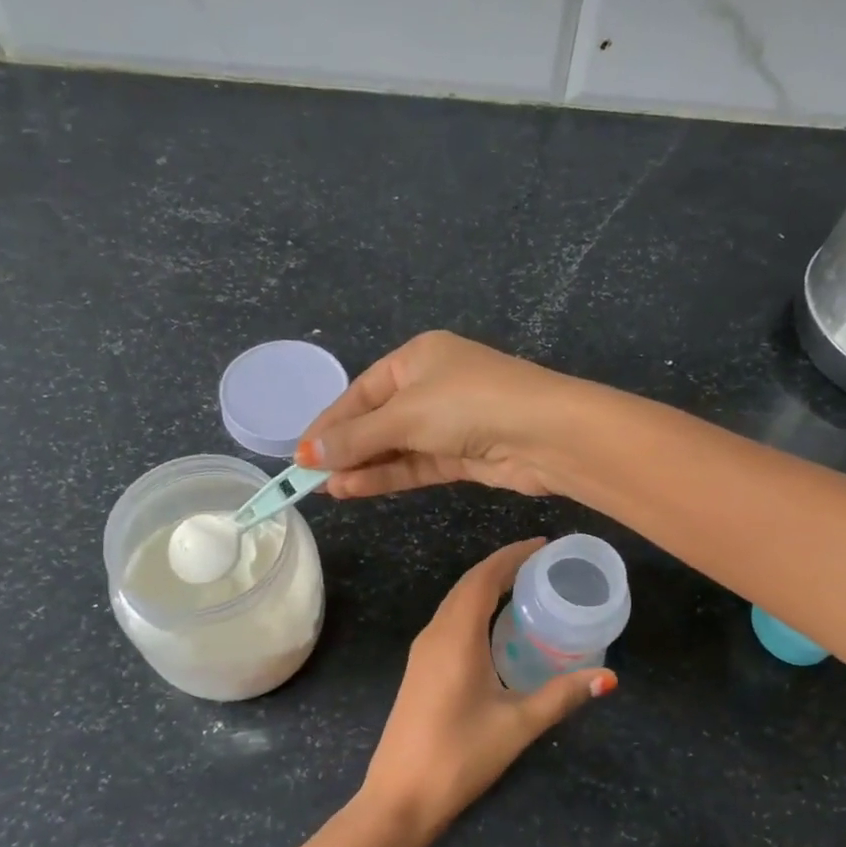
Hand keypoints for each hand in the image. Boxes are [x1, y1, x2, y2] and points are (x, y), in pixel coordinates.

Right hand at [296, 331, 584, 498]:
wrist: (545, 433)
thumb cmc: (468, 404)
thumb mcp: (405, 415)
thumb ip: (357, 437)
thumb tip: (307, 455)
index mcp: (417, 357)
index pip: (361, 391)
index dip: (330, 423)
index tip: (300, 454)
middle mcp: (432, 385)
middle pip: (377, 419)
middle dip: (345, 448)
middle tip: (309, 477)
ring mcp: (449, 422)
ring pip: (396, 446)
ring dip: (364, 467)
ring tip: (327, 489)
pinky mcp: (463, 454)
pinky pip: (417, 465)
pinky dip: (389, 476)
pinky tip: (356, 489)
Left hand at [359, 538, 614, 842]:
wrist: (399, 798)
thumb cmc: (459, 756)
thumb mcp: (517, 724)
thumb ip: (562, 696)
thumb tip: (608, 678)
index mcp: (456, 636)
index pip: (484, 578)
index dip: (513, 555)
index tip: (544, 545)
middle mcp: (434, 634)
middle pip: (468, 584)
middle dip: (503, 566)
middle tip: (542, 563)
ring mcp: (422, 652)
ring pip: (455, 603)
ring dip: (486, 587)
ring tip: (524, 587)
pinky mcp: (420, 670)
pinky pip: (449, 622)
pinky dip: (474, 609)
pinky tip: (495, 627)